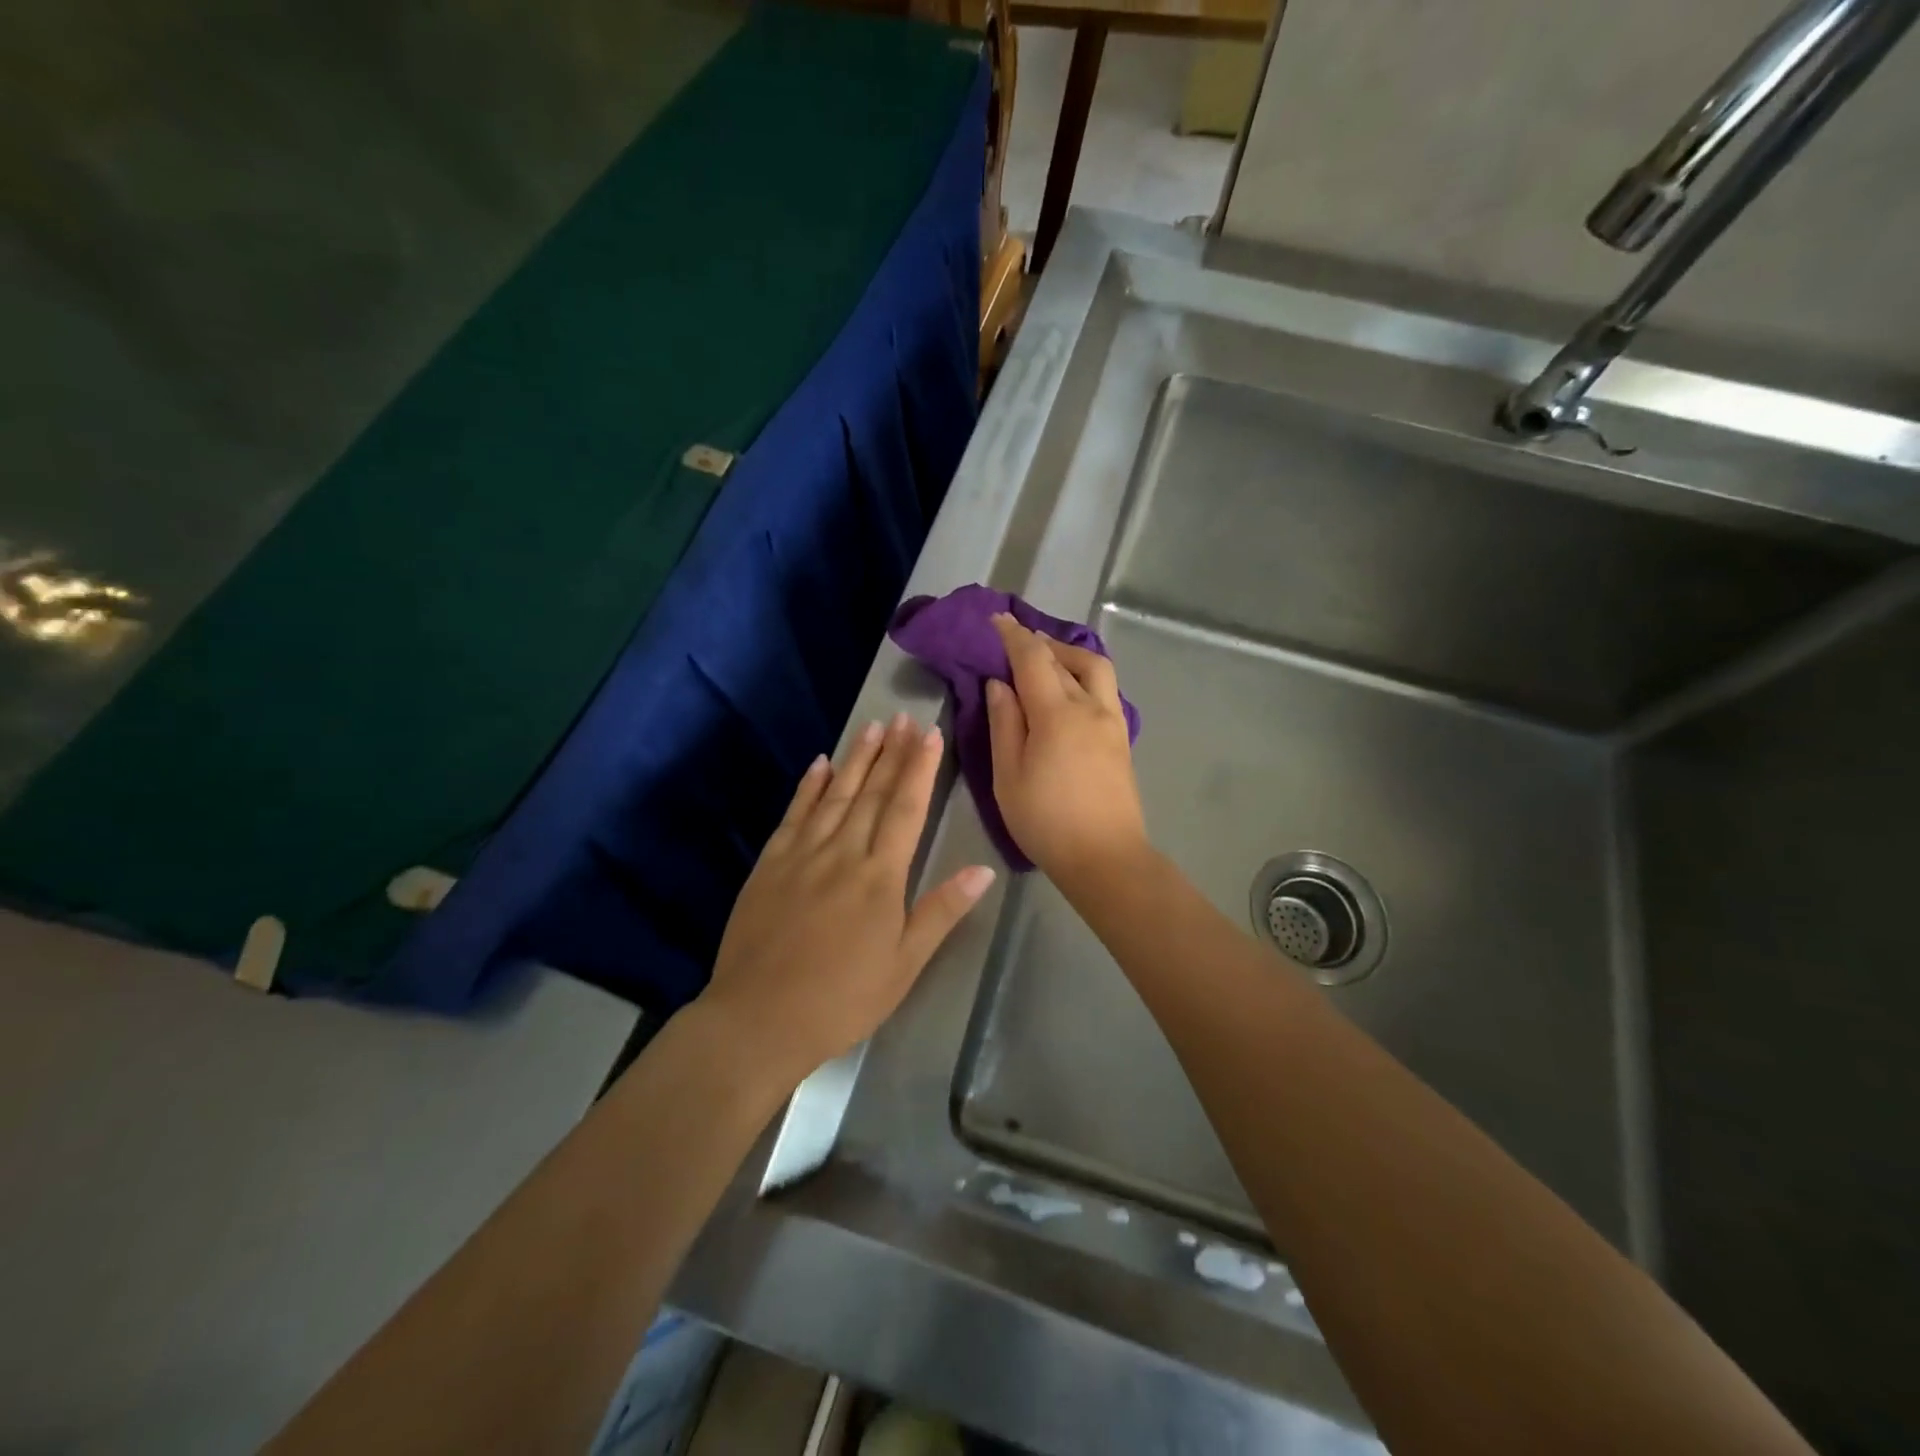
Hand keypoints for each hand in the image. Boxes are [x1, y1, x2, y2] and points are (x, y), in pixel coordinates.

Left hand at [697, 713, 995, 1085]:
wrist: (758, 1019)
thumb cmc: (842, 998)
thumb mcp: (904, 965)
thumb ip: (941, 911)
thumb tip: (983, 870)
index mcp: (880, 876)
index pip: (906, 809)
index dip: (920, 769)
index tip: (930, 734)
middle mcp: (842, 853)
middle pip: (872, 792)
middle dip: (892, 752)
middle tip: (904, 716)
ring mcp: (801, 855)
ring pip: (835, 795)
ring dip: (855, 759)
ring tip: (872, 726)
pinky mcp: (770, 865)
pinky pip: (794, 815)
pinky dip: (809, 787)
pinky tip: (819, 764)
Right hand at [986, 613, 1147, 884]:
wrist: (1106, 858)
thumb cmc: (1046, 821)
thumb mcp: (1009, 776)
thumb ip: (1004, 724)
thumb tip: (999, 684)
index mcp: (1057, 714)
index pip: (1033, 659)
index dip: (1013, 636)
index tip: (996, 620)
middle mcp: (1090, 707)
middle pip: (1066, 658)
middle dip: (1039, 642)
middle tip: (1016, 641)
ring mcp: (1112, 721)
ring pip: (1095, 669)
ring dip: (1069, 654)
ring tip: (1046, 660)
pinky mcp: (1122, 738)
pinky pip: (1104, 689)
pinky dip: (1084, 675)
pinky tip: (1069, 690)